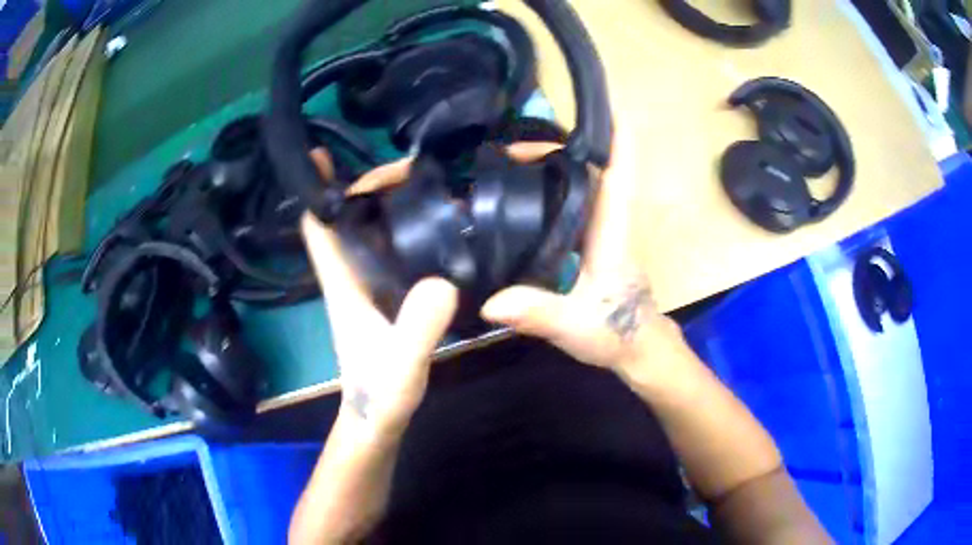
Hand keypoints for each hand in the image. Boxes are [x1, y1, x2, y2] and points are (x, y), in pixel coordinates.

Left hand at [302, 151, 458, 436]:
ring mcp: (368, 286)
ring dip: (385, 203)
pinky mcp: (386, 297)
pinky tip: (434, 221)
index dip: (315, 188)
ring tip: (426, 180)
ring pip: (368, 231)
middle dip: (366, 184)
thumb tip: (443, 282)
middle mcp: (350, 276)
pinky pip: (389, 250)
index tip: (320, 152)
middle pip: (346, 217)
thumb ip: (417, 330)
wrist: (378, 420)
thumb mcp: (401, 365)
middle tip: (409, 164)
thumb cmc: (380, 394)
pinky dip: (403, 228)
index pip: (318, 227)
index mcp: (342, 282)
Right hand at [480, 129, 691, 384]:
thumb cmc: (618, 332)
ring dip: (549, 168)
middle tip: (508, 146)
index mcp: (610, 231)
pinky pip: (568, 207)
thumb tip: (490, 302)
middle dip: (557, 148)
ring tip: (505, 163)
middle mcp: (606, 223)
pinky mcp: (588, 245)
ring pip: (578, 187)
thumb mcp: (576, 325)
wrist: (637, 349)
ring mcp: (597, 233)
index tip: (608, 104)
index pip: (620, 174)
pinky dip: (546, 193)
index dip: (617, 137)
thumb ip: (538, 313)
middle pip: (590, 170)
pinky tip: (517, 199)